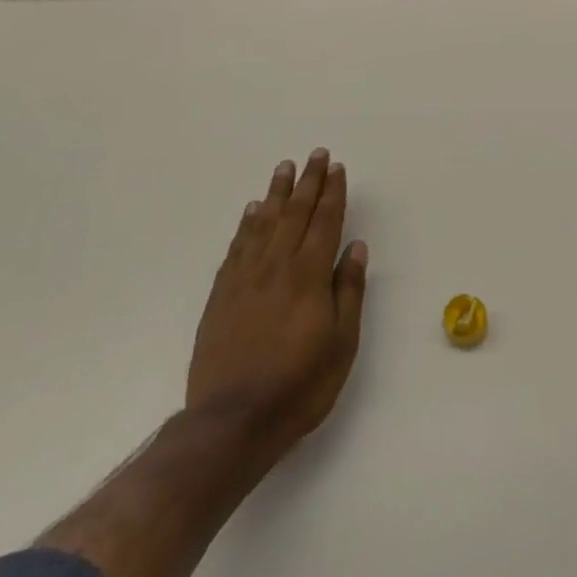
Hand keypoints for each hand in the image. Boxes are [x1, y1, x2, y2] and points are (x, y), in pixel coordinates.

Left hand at [186, 149, 368, 460]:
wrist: (231, 422)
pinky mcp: (221, 294)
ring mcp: (245, 278)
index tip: (337, 168)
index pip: (325, 221)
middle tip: (315, 154)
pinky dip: (247, 223)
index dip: (332, 192)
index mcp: (309, 275)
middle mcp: (277, 265)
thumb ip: (348, 291)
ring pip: (263, 222)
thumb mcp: (342, 343)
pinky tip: (252, 210)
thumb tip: (354, 247)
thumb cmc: (299, 385)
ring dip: (277, 192)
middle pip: (295, 212)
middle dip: (308, 181)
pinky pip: (237, 246)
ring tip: (285, 168)